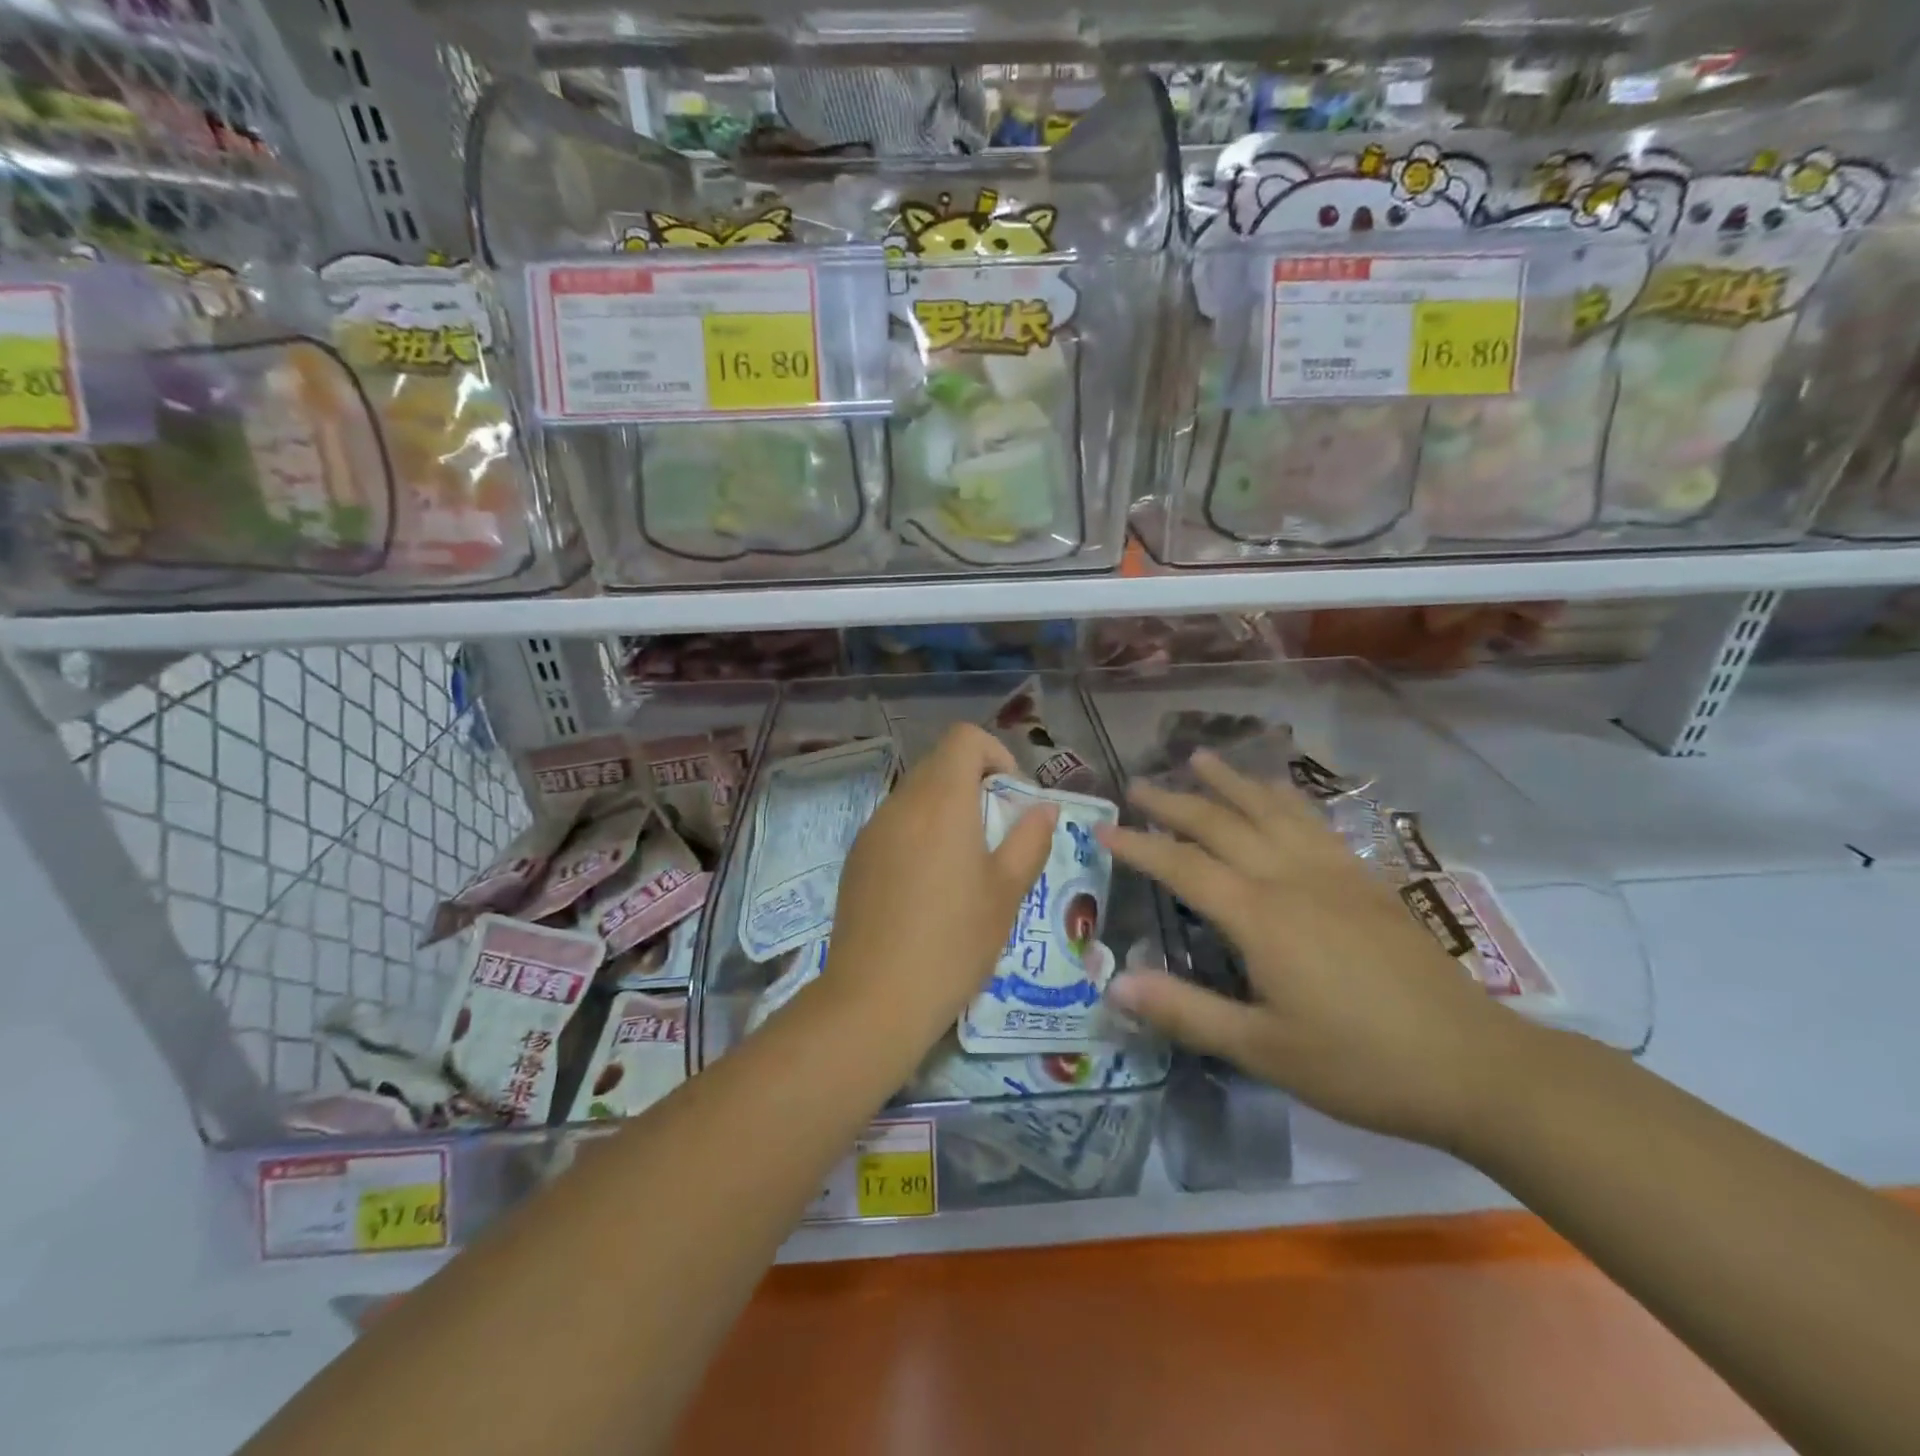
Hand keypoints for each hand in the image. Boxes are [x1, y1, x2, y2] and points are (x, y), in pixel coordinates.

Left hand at [824, 724, 1055, 1047]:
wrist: (875, 997)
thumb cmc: (953, 942)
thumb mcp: (1007, 892)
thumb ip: (1030, 839)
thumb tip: (1043, 806)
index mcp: (941, 801)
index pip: (963, 738)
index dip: (994, 753)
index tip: (1011, 795)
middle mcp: (900, 803)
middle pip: (939, 763)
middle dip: (974, 783)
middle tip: (997, 832)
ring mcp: (872, 830)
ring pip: (915, 794)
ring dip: (946, 808)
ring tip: (966, 862)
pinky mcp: (856, 858)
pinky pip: (894, 824)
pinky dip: (919, 832)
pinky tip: (928, 885)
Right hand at [1097, 751, 1522, 1149]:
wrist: (1474, 1064)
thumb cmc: (1360, 1063)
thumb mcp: (1263, 1050)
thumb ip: (1187, 1012)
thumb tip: (1115, 985)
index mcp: (1261, 916)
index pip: (1183, 867)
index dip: (1139, 846)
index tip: (1103, 829)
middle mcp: (1291, 878)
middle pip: (1222, 824)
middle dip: (1175, 802)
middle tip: (1137, 784)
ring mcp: (1333, 872)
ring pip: (1270, 809)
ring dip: (1230, 781)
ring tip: (1199, 757)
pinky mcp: (1365, 880)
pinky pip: (1314, 822)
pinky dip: (1284, 798)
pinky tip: (1277, 791)